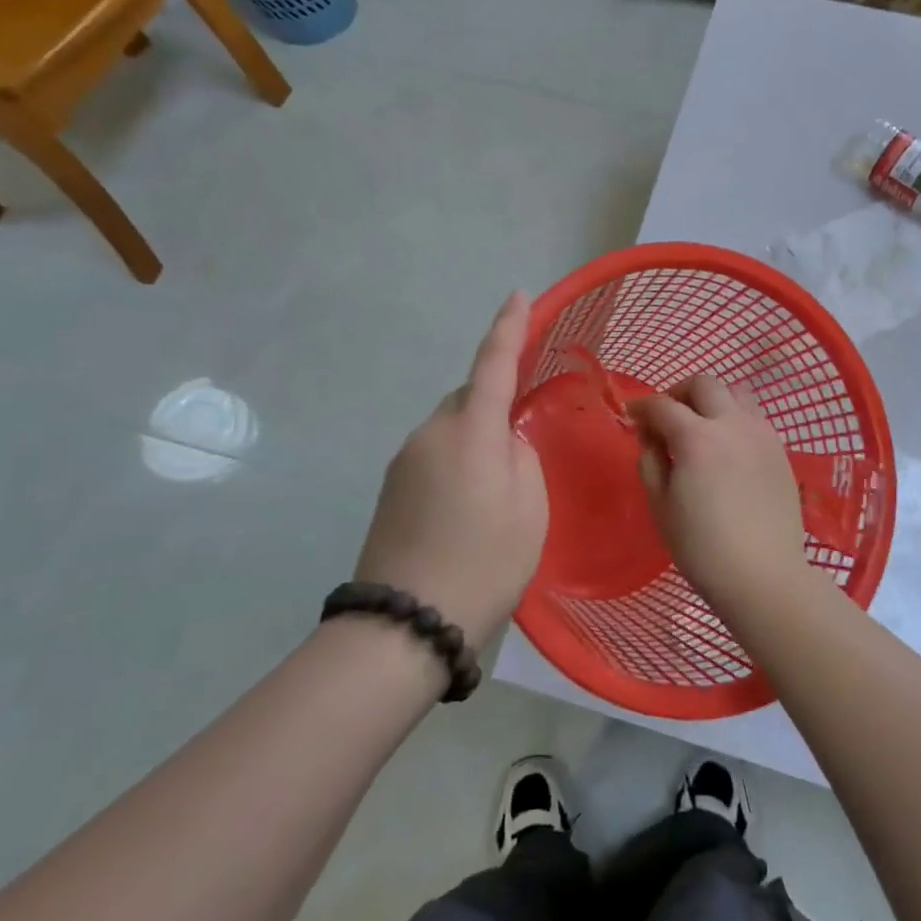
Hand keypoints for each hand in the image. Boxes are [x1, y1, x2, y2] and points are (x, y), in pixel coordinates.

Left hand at [355, 292, 548, 644]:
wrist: (405, 626)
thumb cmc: (484, 562)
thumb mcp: (529, 508)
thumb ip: (522, 457)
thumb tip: (503, 442)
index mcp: (470, 429)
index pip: (493, 362)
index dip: (508, 326)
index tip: (518, 294)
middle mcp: (430, 432)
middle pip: (468, 397)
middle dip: (494, 402)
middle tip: (521, 442)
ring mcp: (405, 460)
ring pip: (451, 427)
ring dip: (476, 438)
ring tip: (498, 488)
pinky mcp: (391, 487)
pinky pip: (435, 453)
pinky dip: (458, 461)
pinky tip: (469, 505)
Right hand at [629, 375, 809, 620]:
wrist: (763, 575)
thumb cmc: (702, 547)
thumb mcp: (661, 505)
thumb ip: (651, 461)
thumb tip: (651, 437)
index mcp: (697, 437)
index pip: (663, 405)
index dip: (643, 406)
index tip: (633, 415)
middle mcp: (732, 424)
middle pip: (704, 384)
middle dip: (679, 392)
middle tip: (668, 417)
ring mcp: (762, 434)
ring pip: (736, 392)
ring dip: (713, 400)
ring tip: (702, 427)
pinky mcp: (780, 450)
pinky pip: (754, 417)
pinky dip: (735, 419)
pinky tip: (728, 448)